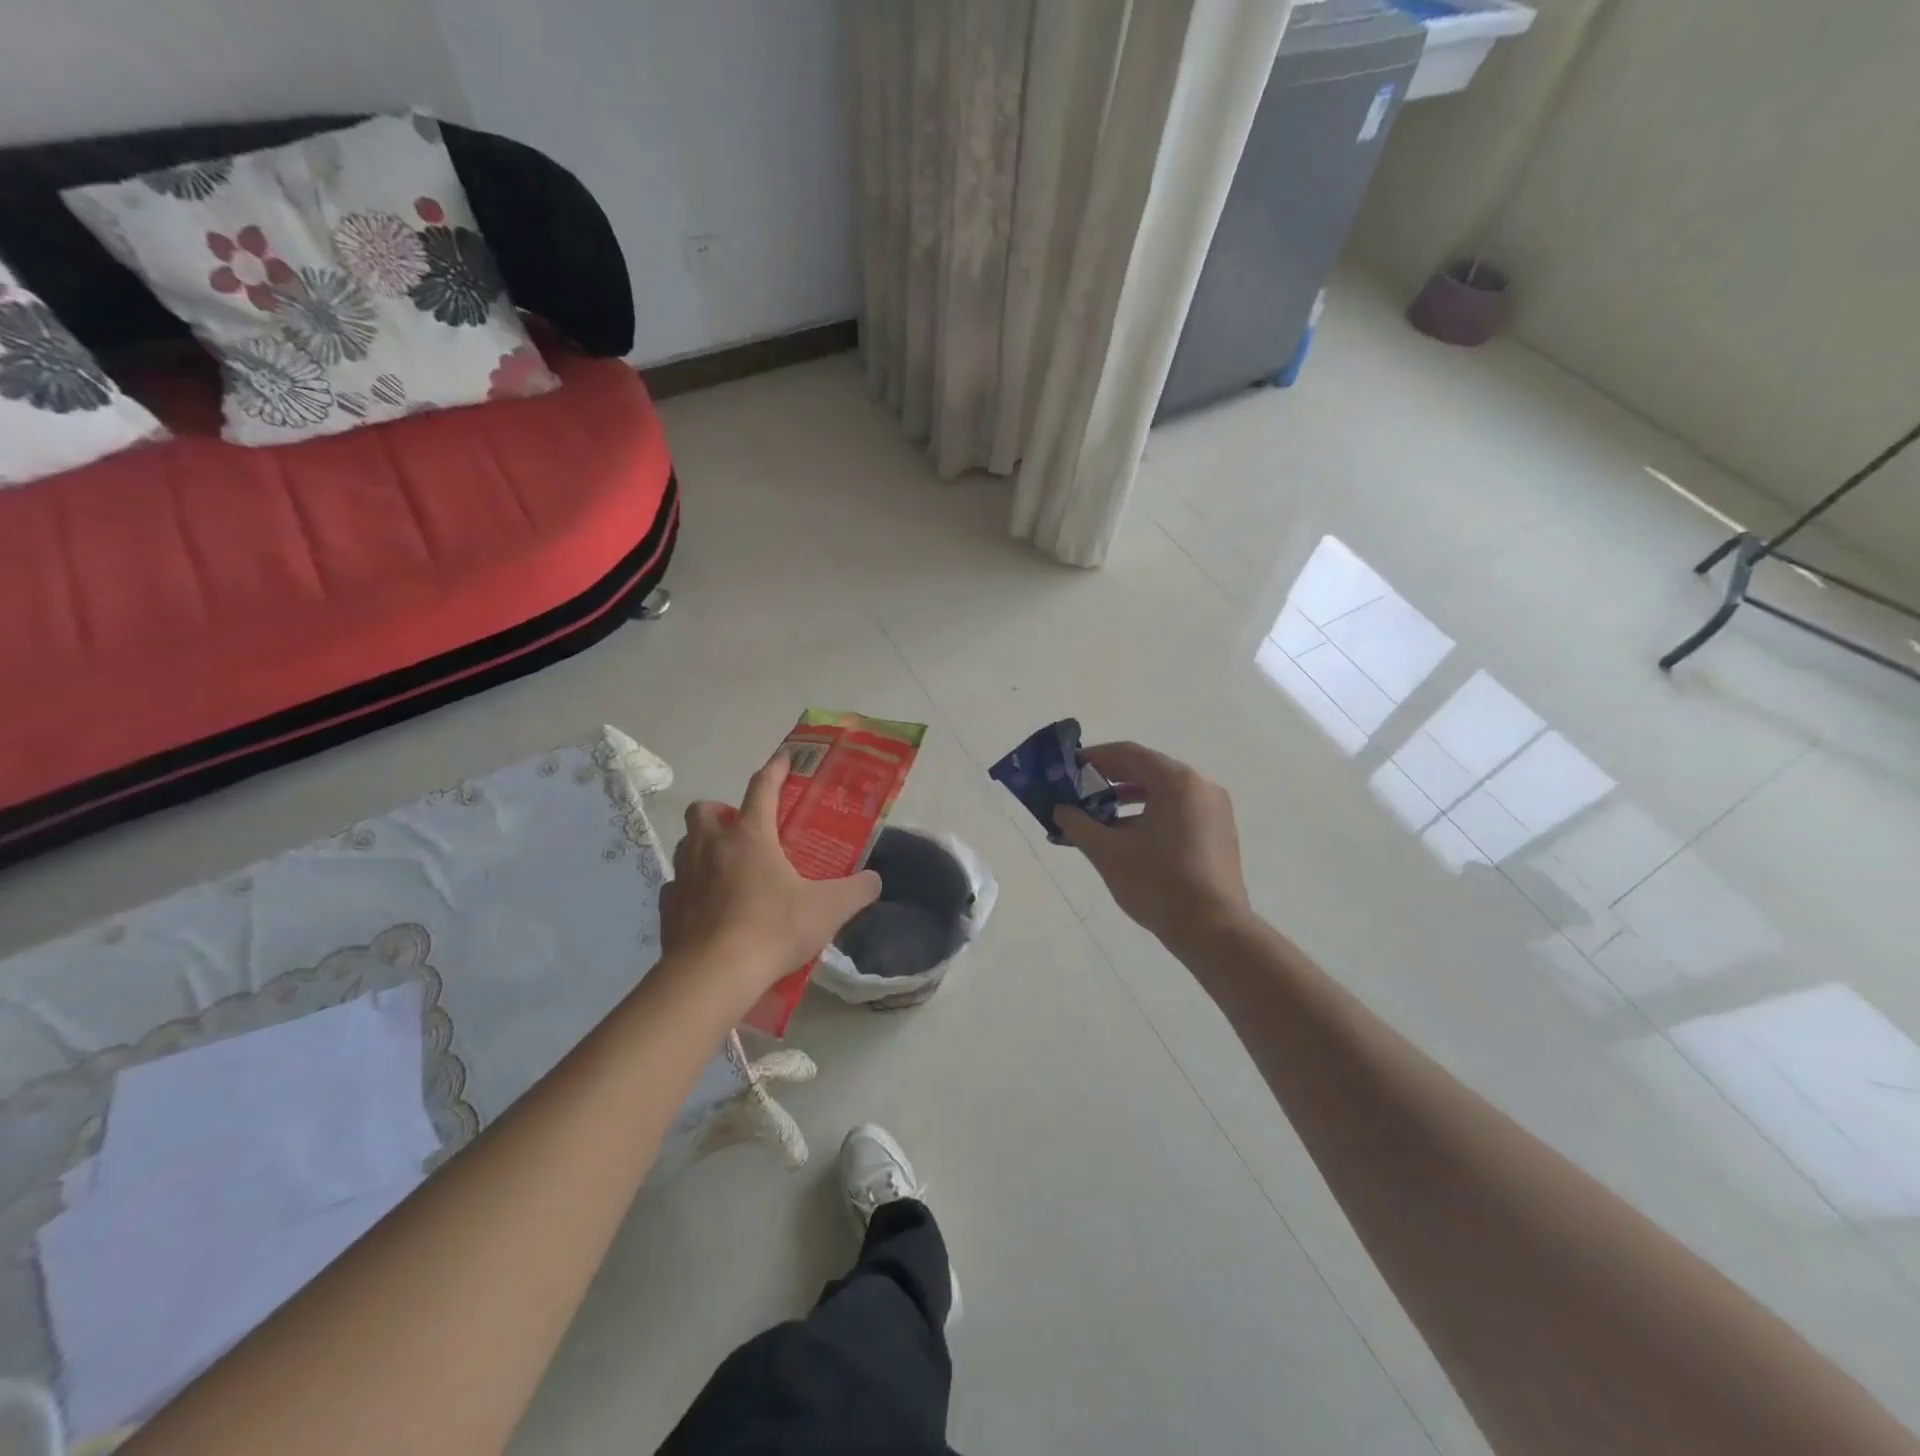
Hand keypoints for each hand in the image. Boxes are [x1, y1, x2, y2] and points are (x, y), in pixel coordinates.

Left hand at [660, 750, 881, 1001]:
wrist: (713, 976)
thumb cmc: (772, 929)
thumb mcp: (828, 909)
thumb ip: (857, 890)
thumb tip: (874, 880)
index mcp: (750, 835)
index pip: (762, 787)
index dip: (776, 768)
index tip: (785, 756)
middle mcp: (711, 846)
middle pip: (705, 809)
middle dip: (722, 811)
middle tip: (745, 831)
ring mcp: (684, 876)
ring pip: (688, 844)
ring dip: (705, 846)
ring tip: (729, 869)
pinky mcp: (668, 907)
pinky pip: (678, 885)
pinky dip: (692, 888)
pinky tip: (709, 907)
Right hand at [1053, 742, 1250, 945]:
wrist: (1213, 931)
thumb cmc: (1157, 883)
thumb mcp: (1108, 852)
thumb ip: (1079, 824)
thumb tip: (1061, 810)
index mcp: (1176, 781)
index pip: (1128, 753)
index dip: (1095, 757)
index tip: (1070, 766)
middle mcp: (1200, 786)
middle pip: (1148, 769)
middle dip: (1111, 778)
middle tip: (1080, 790)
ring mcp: (1215, 810)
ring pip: (1165, 792)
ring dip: (1130, 797)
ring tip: (1100, 814)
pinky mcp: (1220, 832)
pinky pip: (1180, 810)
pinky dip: (1152, 813)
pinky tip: (1129, 836)